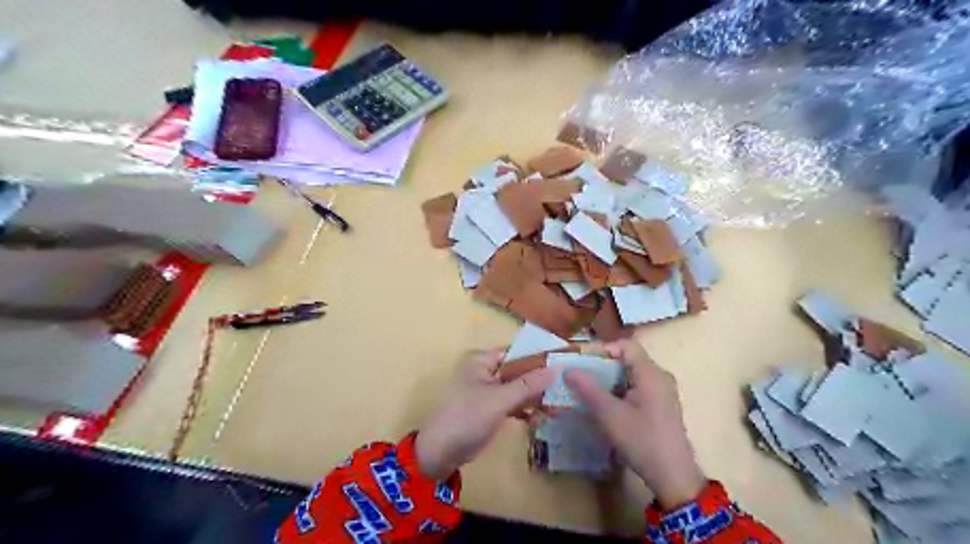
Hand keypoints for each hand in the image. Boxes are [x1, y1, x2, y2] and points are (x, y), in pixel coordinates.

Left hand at [414, 348, 551, 480]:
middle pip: (520, 372)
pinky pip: (513, 404)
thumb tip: (555, 369)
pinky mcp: (491, 409)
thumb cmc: (467, 417)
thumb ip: (528, 384)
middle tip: (564, 392)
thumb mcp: (499, 399)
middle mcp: (486, 371)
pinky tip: (541, 419)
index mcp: (483, 360)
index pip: (518, 353)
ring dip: (536, 398)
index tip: (564, 367)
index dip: (540, 359)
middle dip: (540, 383)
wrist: (440, 452)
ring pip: (519, 389)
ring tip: (557, 409)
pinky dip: (526, 410)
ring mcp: (489, 391)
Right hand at [561, 338, 706, 508]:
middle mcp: (659, 377)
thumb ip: (588, 389)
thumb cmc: (642, 441)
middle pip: (628, 359)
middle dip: (602, 366)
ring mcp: (663, 391)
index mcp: (651, 373)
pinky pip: (637, 387)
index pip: (626, 346)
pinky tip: (606, 406)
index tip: (582, 363)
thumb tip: (568, 369)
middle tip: (581, 377)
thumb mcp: (610, 415)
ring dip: (609, 379)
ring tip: (588, 391)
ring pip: (631, 374)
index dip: (603, 349)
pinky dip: (619, 390)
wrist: (674, 477)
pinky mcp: (662, 405)